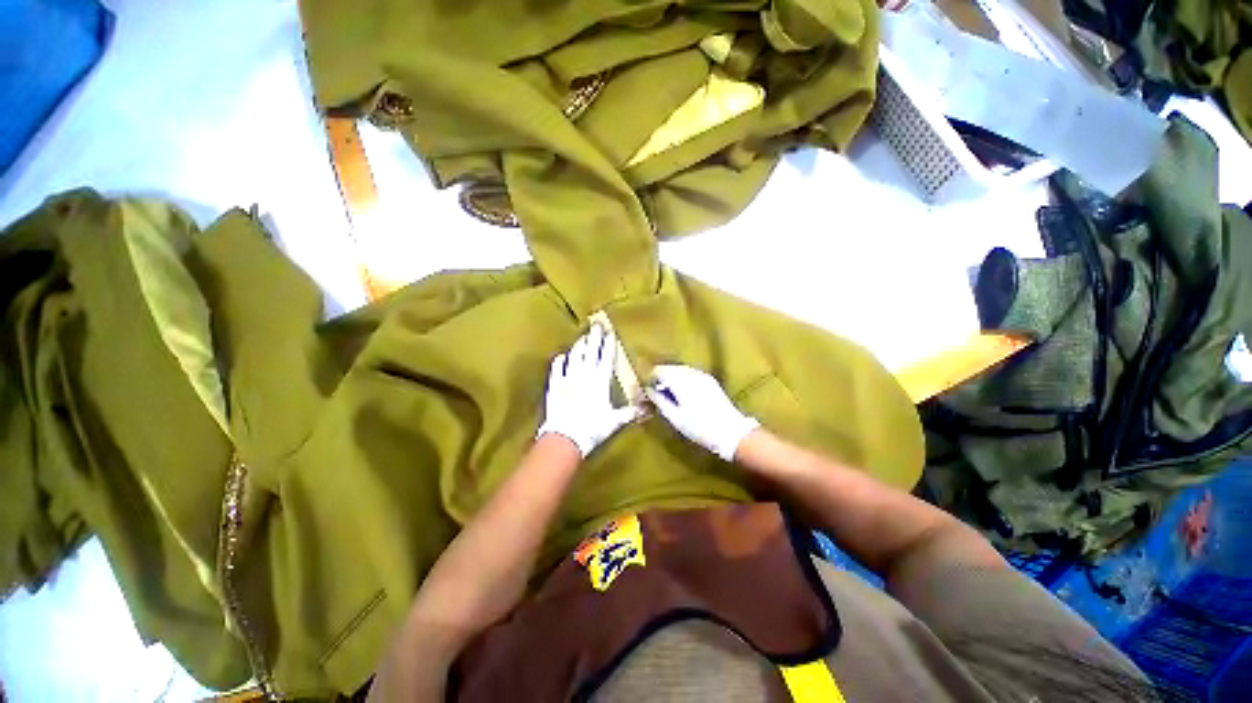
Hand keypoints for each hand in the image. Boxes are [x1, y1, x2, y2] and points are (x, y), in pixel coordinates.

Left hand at [536, 325, 638, 456]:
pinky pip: (557, 370)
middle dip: (594, 338)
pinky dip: (559, 361)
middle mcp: (584, 376)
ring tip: (582, 337)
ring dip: (578, 346)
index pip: (605, 358)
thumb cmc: (592, 429)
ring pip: (574, 357)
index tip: (610, 333)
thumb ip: (630, 413)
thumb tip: (648, 409)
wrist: (565, 437)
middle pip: (590, 352)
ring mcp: (568, 379)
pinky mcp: (554, 386)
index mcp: (600, 382)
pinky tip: (561, 356)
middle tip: (596, 325)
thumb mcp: (614, 422)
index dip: (608, 345)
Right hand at [644, 365, 759, 461]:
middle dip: (661, 377)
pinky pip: (691, 374)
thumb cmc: (699, 427)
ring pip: (680, 370)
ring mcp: (702, 375)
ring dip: (672, 378)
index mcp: (681, 382)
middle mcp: (691, 374)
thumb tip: (649, 391)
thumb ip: (660, 401)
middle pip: (670, 368)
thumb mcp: (675, 417)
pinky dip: (682, 379)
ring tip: (669, 394)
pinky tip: (683, 393)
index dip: (650, 378)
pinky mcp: (710, 380)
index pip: (659, 370)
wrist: (731, 432)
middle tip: (656, 393)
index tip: (647, 390)